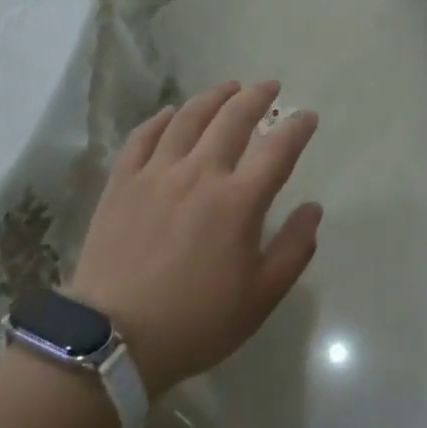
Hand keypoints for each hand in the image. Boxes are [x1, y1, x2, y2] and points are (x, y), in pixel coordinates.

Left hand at [64, 80, 321, 394]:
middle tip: (269, 86)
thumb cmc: (196, 321)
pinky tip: (170, 112)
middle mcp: (200, 174)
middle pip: (233, 118)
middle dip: (256, 97)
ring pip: (188, 118)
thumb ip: (294, 249)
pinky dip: (160, 119)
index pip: (278, 149)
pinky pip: (142, 137)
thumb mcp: (260, 297)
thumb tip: (313, 209)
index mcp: (238, 201)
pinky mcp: (122, 183)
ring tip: (228, 88)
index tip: (307, 116)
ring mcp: (157, 174)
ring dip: (213, 97)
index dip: (297, 127)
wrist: (113, 341)